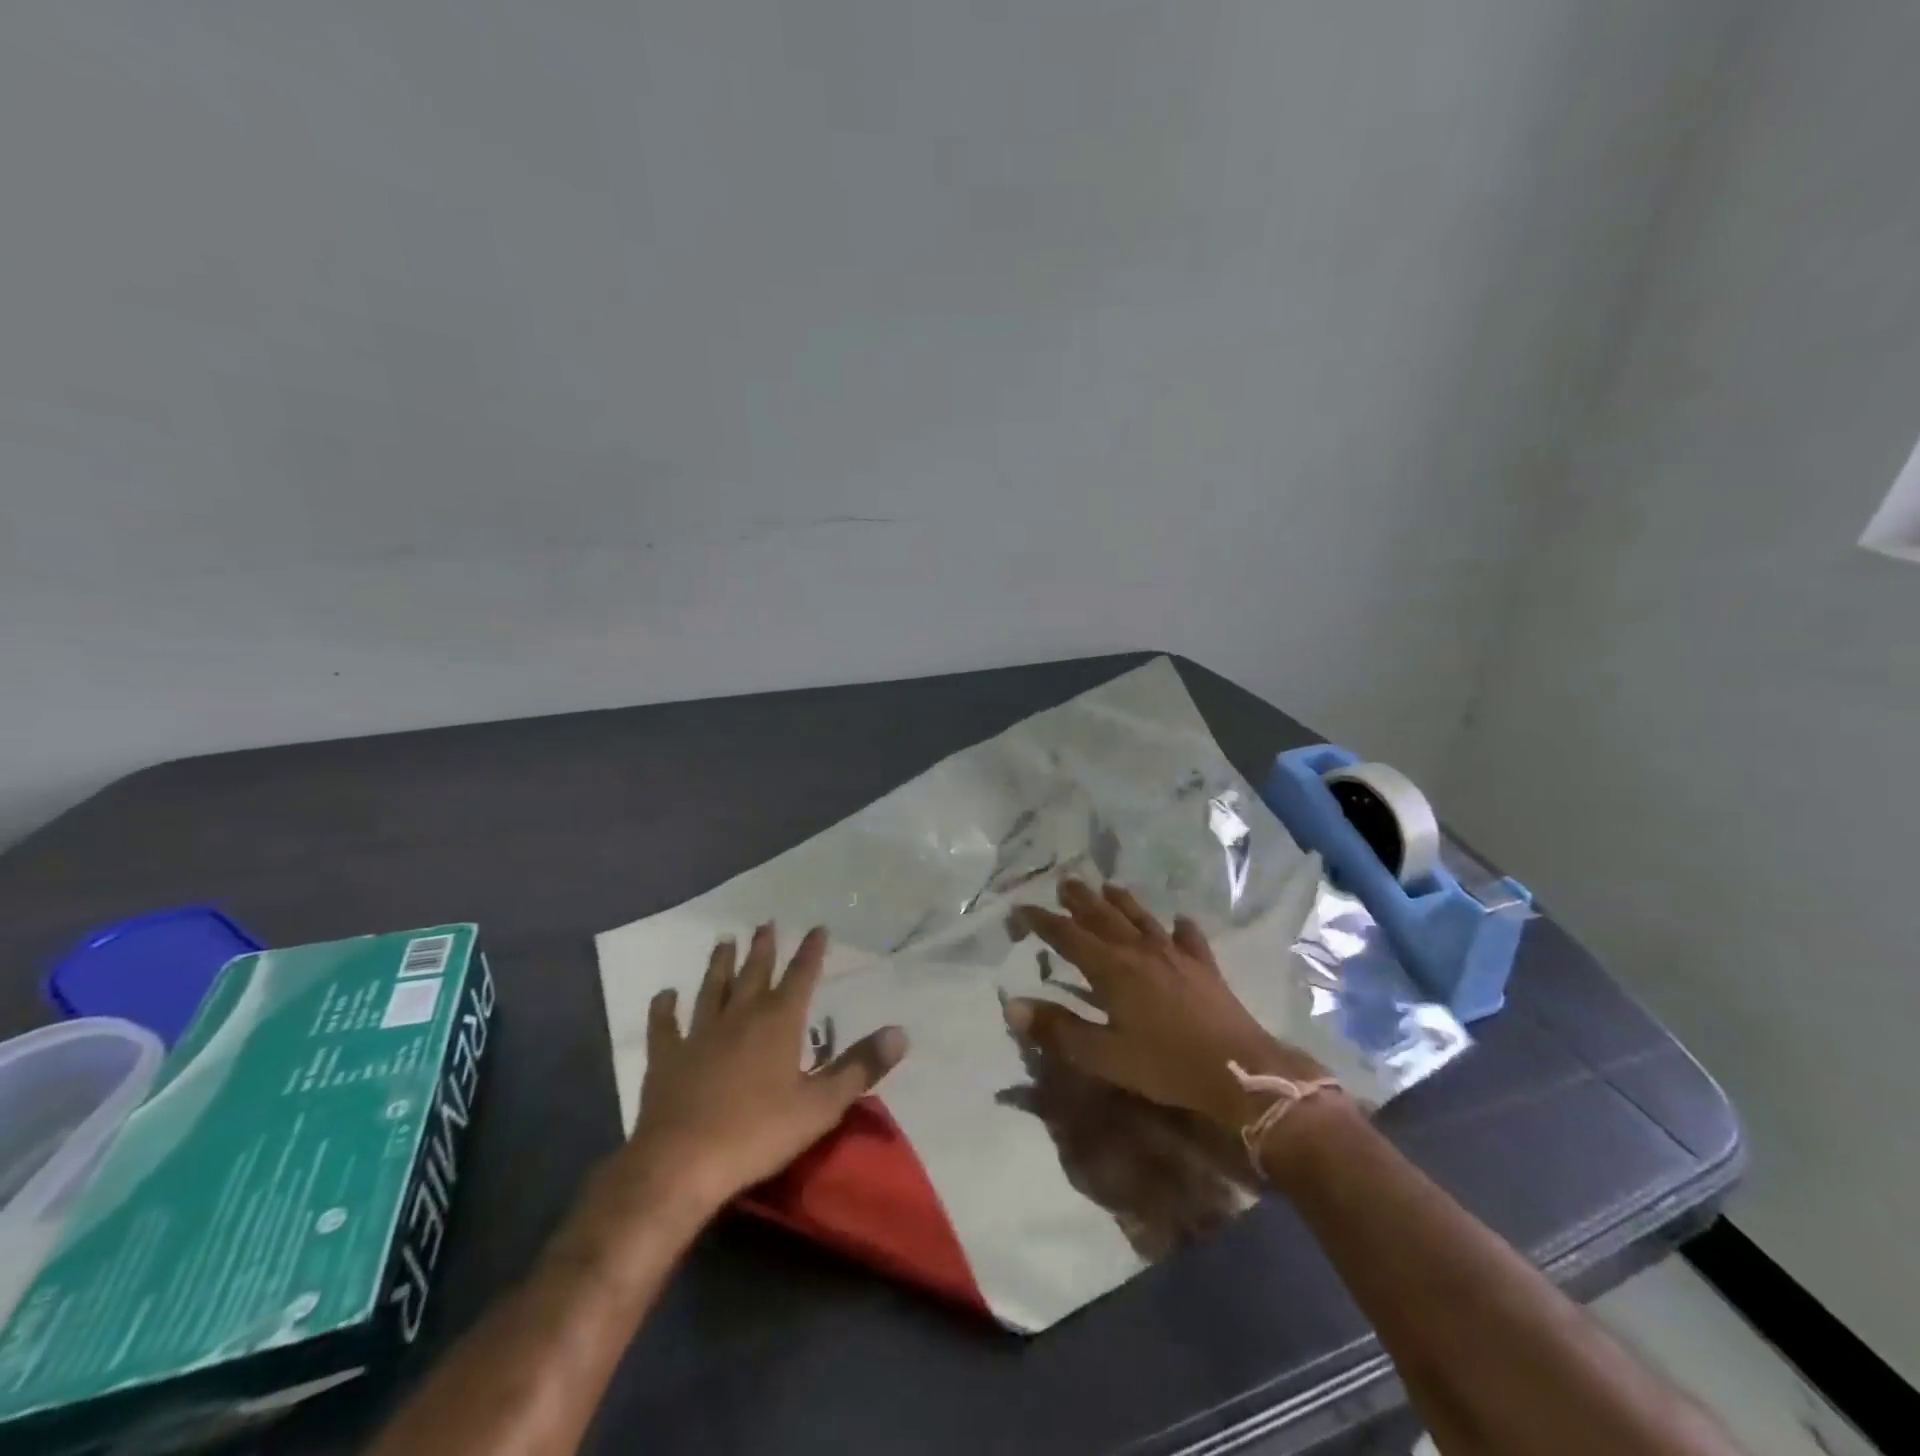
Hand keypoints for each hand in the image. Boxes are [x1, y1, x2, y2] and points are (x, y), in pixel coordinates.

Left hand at [574, 925, 908, 1251]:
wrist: (681, 1164)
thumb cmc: (758, 1133)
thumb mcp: (822, 1105)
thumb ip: (860, 1067)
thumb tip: (900, 1033)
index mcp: (778, 1023)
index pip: (801, 976)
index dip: (811, 952)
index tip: (818, 928)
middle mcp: (739, 1016)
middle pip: (754, 973)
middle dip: (763, 948)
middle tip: (766, 924)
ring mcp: (699, 1034)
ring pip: (712, 988)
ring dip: (719, 964)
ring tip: (724, 941)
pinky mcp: (666, 1058)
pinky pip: (664, 1026)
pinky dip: (664, 1008)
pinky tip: (665, 995)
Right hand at [1005, 880, 1327, 1131]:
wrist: (1239, 1070)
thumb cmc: (1165, 1064)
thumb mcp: (1104, 1056)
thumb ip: (1058, 1029)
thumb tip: (1012, 1005)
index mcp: (1112, 968)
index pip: (1069, 936)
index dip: (1043, 921)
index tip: (1022, 908)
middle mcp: (1140, 950)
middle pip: (1104, 916)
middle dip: (1081, 899)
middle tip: (1065, 882)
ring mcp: (1175, 954)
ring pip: (1142, 918)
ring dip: (1122, 901)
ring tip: (1108, 886)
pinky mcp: (1203, 966)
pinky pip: (1189, 938)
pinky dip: (1181, 926)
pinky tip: (1180, 920)